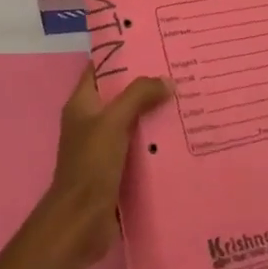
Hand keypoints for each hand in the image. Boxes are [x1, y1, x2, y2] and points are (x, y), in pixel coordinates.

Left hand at [40, 65, 170, 267]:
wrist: (80, 223)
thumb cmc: (90, 165)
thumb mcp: (113, 122)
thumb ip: (138, 96)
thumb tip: (166, 80)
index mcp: (82, 104)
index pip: (101, 68)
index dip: (122, 54)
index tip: (153, 45)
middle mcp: (91, 121)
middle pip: (120, 94)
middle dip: (146, 85)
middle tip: (179, 71)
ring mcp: (103, 147)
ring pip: (132, 121)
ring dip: (154, 113)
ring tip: (187, 98)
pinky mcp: (116, 170)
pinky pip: (139, 147)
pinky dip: (156, 140)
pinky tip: (181, 135)